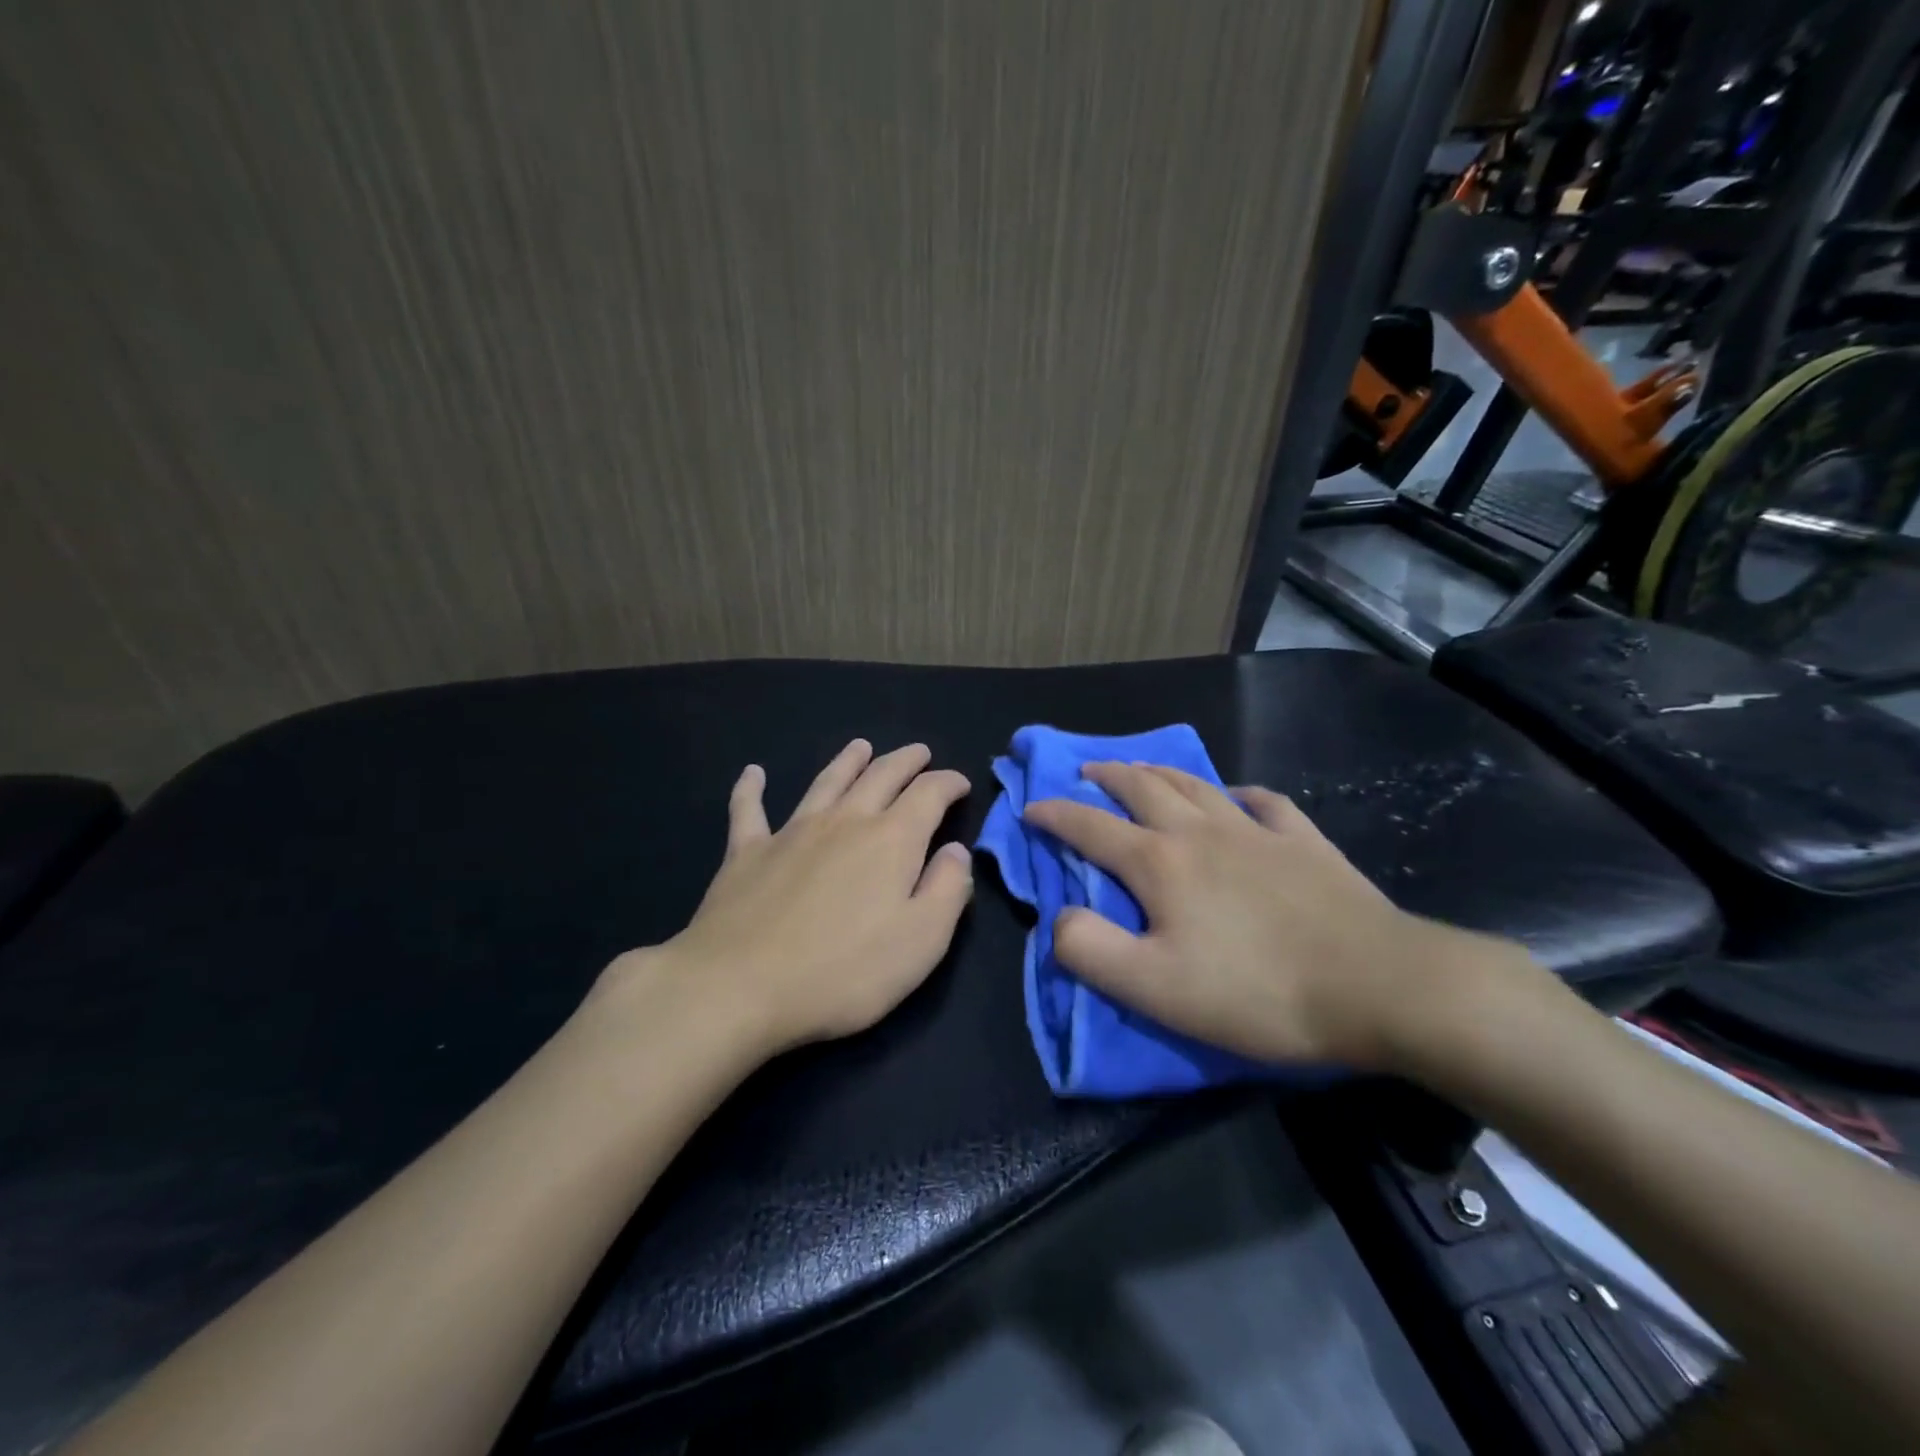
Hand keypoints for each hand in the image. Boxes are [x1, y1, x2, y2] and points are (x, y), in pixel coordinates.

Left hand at [597, 740, 973, 1055]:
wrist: (739, 986)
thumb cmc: (843, 971)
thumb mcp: (921, 941)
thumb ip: (947, 890)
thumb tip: (956, 851)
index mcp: (891, 840)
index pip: (928, 795)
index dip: (948, 783)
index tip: (960, 784)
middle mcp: (844, 822)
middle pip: (880, 776)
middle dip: (905, 761)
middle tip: (919, 752)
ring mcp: (791, 832)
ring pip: (826, 782)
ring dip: (847, 761)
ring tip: (860, 746)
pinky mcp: (746, 852)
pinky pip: (749, 810)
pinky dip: (751, 788)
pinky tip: (752, 773)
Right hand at [1023, 762, 1509, 1070]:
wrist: (1379, 986)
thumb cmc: (1256, 991)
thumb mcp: (1154, 988)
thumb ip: (1090, 950)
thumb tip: (1058, 917)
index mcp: (1159, 863)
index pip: (1090, 828)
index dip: (1055, 815)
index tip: (1031, 808)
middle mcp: (1201, 832)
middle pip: (1142, 787)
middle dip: (1106, 776)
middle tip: (1087, 772)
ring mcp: (1256, 832)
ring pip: (1196, 785)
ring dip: (1160, 772)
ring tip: (1142, 769)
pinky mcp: (1305, 843)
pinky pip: (1265, 804)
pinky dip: (1241, 794)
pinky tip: (1239, 797)